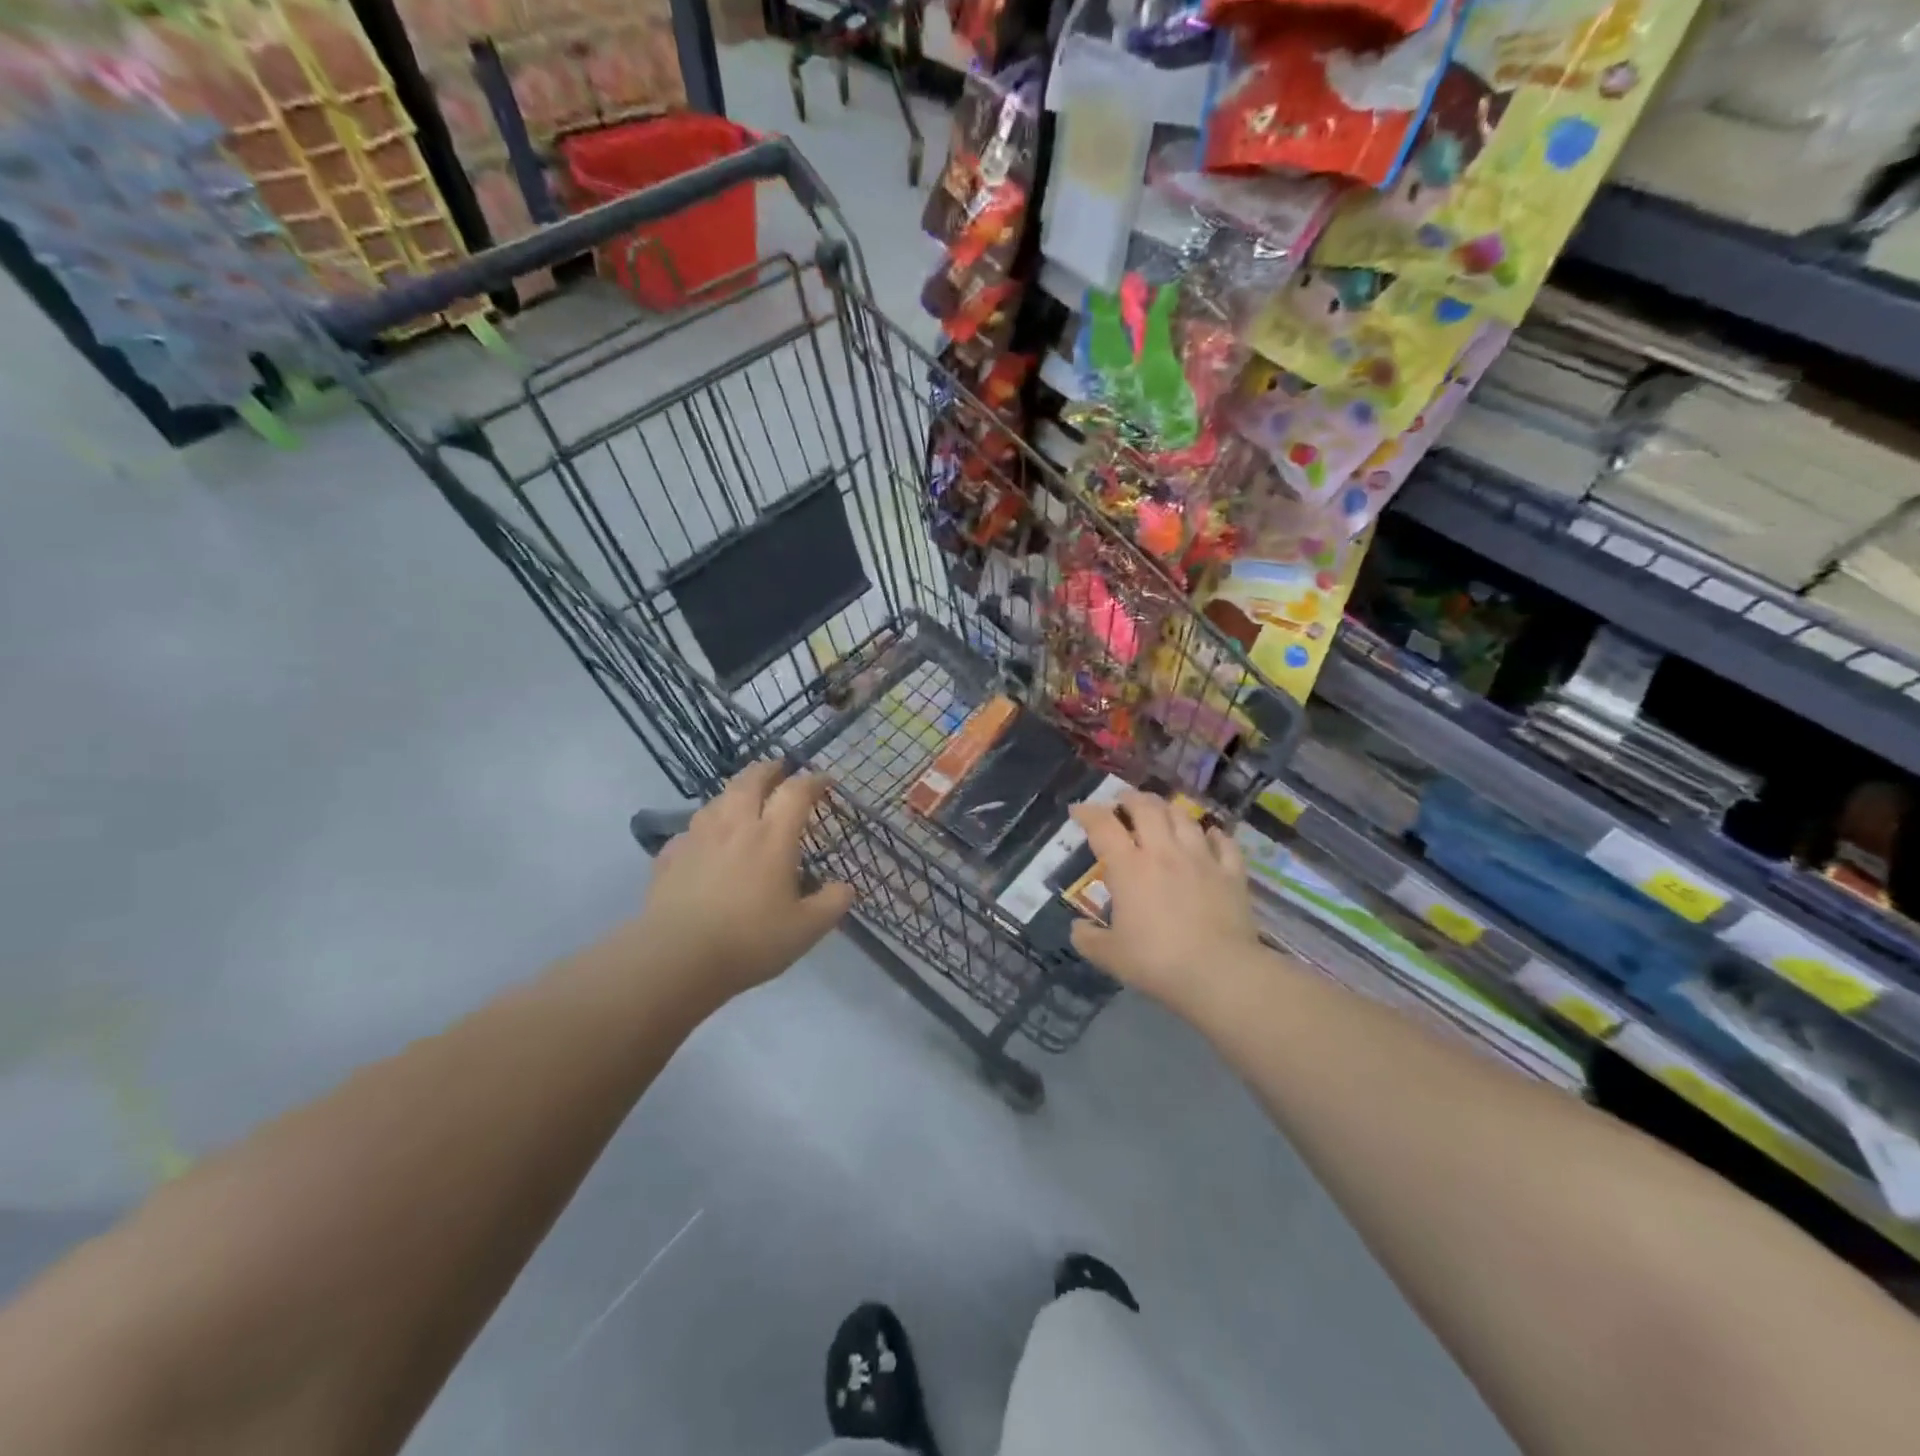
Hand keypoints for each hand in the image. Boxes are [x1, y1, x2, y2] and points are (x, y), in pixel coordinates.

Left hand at [639, 762, 854, 1000]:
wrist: (677, 959)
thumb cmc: (750, 940)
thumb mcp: (806, 929)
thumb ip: (832, 904)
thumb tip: (846, 887)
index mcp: (773, 837)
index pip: (796, 792)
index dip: (813, 781)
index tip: (825, 781)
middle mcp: (735, 826)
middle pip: (751, 780)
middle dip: (769, 769)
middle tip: (780, 769)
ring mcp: (698, 838)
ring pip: (718, 799)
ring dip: (735, 791)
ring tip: (743, 798)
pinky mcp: (670, 856)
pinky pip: (690, 831)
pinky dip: (704, 828)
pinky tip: (704, 841)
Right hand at [1068, 791, 1262, 1009]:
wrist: (1220, 973)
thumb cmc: (1157, 962)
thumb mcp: (1110, 956)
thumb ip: (1088, 939)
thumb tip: (1077, 928)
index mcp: (1129, 868)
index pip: (1103, 826)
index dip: (1087, 813)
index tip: (1077, 811)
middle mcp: (1164, 852)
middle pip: (1147, 808)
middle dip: (1130, 798)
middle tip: (1122, 801)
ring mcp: (1201, 859)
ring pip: (1184, 818)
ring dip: (1168, 809)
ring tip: (1161, 812)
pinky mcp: (1231, 873)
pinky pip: (1224, 843)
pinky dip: (1214, 834)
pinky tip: (1210, 835)